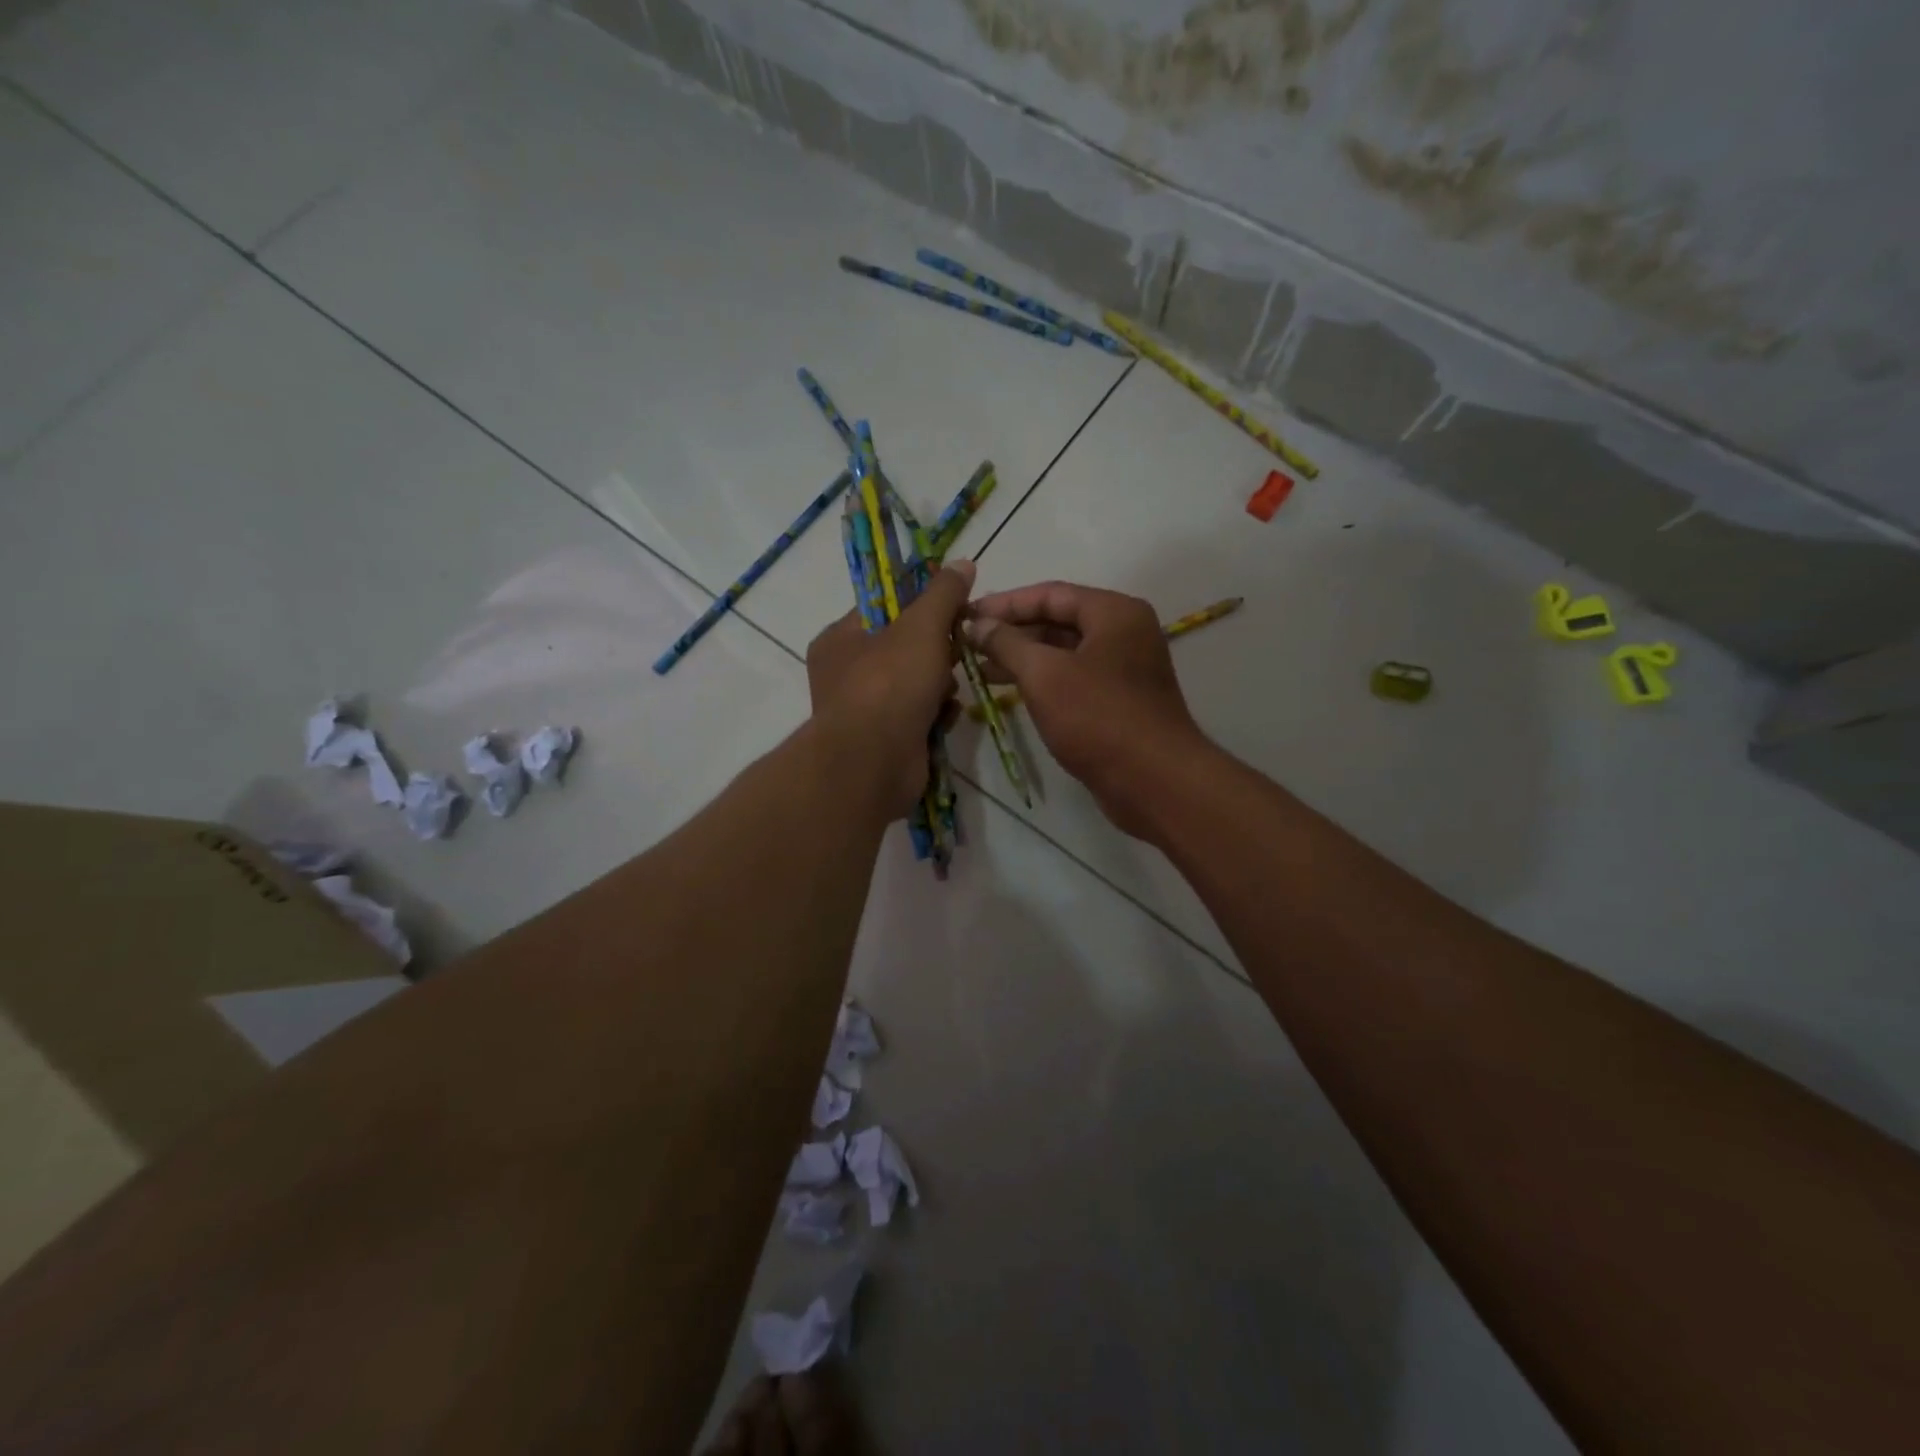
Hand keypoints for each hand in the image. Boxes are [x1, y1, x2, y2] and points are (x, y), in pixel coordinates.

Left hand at [806, 561, 974, 817]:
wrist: (874, 764)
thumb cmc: (890, 684)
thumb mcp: (921, 627)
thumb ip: (943, 594)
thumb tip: (962, 563)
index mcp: (840, 639)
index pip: (883, 608)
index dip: (920, 602)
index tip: (954, 605)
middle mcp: (846, 673)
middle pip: (904, 647)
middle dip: (937, 650)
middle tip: (959, 648)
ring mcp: (866, 710)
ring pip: (917, 683)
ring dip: (941, 685)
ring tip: (949, 690)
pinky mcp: (887, 741)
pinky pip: (920, 716)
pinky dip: (936, 715)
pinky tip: (945, 718)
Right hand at [967, 581, 1207, 837]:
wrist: (1154, 782)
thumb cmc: (1099, 718)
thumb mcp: (1044, 675)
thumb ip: (1007, 644)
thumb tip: (978, 625)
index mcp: (1115, 613)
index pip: (1051, 594)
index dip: (1005, 603)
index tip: (967, 615)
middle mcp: (1124, 633)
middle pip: (1058, 621)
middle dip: (1012, 632)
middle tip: (969, 642)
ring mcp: (1124, 669)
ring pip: (1064, 653)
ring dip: (1023, 658)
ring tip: (979, 669)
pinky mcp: (1119, 702)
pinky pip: (1073, 679)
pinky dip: (1043, 681)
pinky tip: (1011, 692)